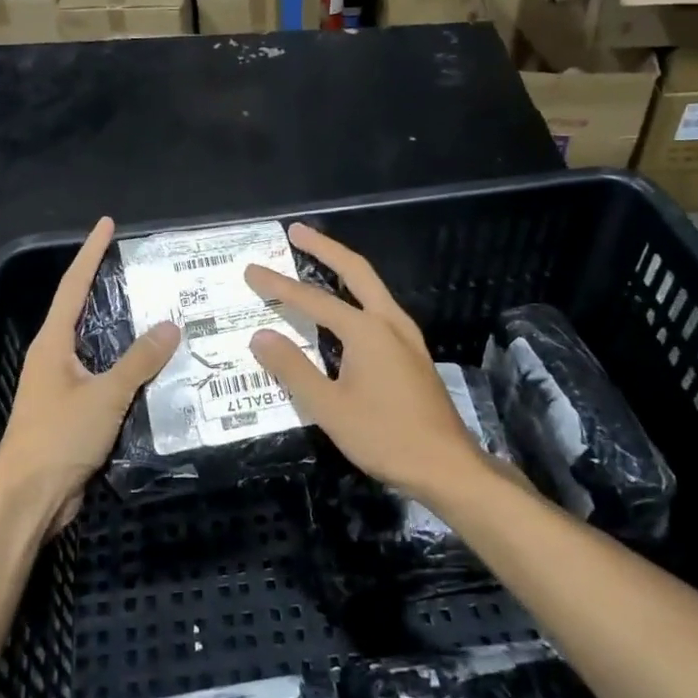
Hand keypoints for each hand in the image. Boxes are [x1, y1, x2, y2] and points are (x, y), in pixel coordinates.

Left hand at [0, 216, 178, 536]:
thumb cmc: (58, 437)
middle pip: (82, 313)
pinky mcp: (74, 414)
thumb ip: (139, 361)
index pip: (73, 286)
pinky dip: (127, 370)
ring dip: (123, 333)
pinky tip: (155, 371)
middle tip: (142, 270)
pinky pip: (105, 380)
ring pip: (98, 349)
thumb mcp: (104, 395)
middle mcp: (54, 358)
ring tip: (158, 315)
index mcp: (53, 344)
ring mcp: (62, 387)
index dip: (90, 253)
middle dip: (107, 288)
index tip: (106, 224)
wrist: (28, 498)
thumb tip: (170, 326)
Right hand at [244, 223, 480, 498]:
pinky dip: (357, 294)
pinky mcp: (413, 353)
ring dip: (343, 268)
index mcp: (367, 331)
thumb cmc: (384, 437)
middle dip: (324, 248)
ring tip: (317, 259)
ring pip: (372, 288)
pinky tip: (345, 309)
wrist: (447, 466)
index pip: (313, 300)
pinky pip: (379, 309)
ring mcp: (407, 336)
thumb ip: (293, 368)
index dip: (278, 286)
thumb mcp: (329, 408)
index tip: (251, 270)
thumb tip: (260, 336)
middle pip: (355, 270)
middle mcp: (389, 322)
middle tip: (296, 232)